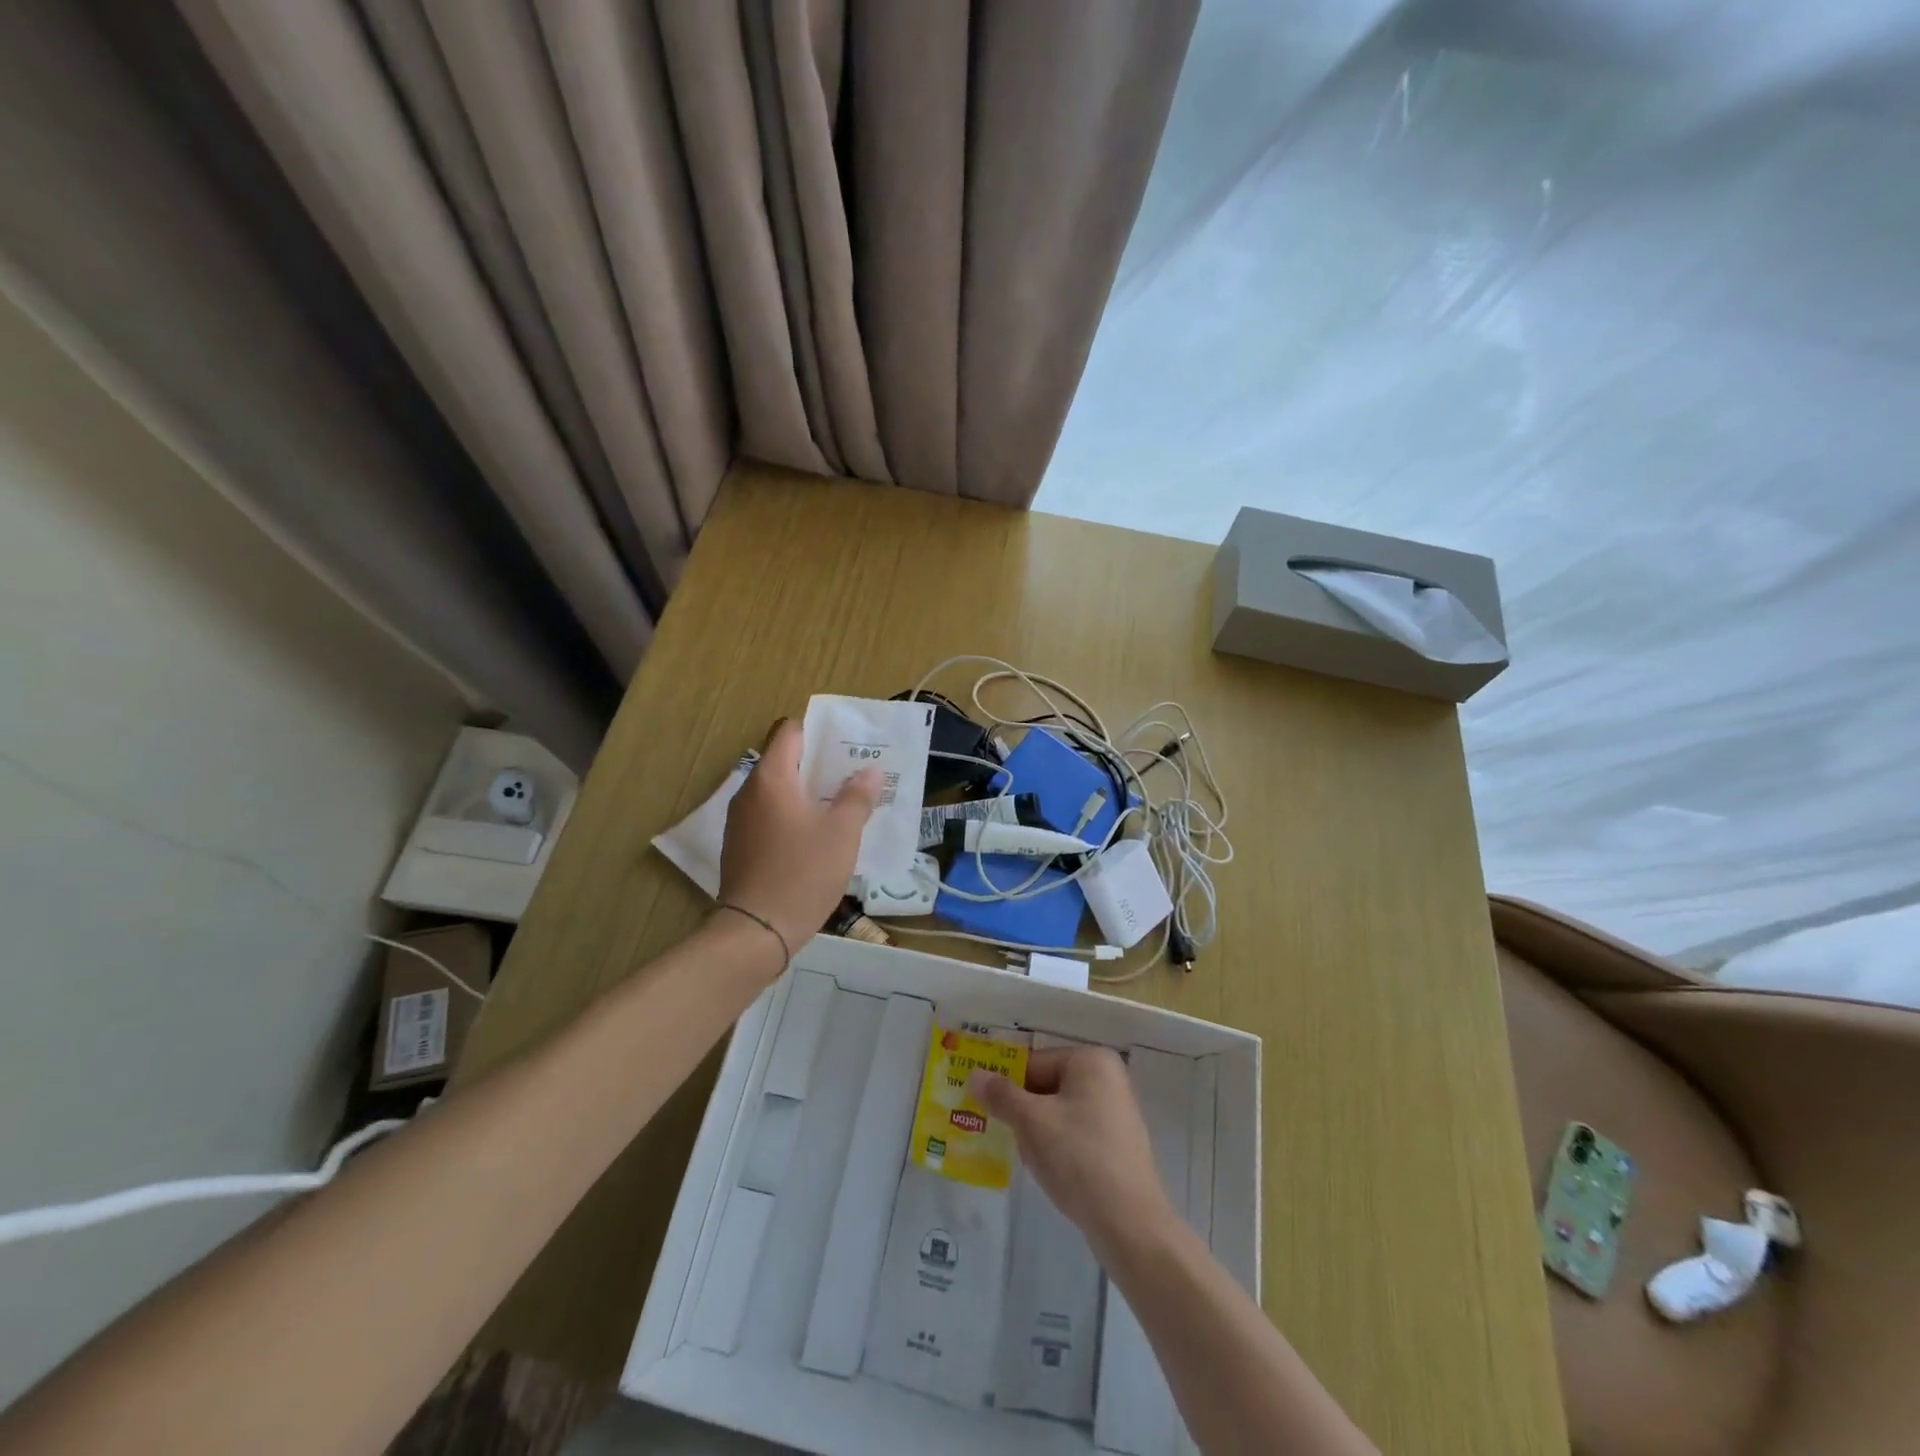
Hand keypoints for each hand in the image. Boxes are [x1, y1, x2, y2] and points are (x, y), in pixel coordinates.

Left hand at [718, 719, 880, 963]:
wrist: (756, 931)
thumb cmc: (802, 874)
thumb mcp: (841, 834)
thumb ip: (856, 797)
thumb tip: (870, 771)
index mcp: (771, 778)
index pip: (789, 732)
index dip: (818, 733)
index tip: (846, 746)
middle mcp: (749, 792)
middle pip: (783, 761)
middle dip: (819, 765)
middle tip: (853, 775)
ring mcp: (740, 821)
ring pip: (777, 792)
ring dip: (806, 793)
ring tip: (840, 806)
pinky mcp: (739, 847)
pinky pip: (769, 817)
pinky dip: (791, 817)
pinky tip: (816, 837)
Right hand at [971, 1046, 1174, 1252]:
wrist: (1130, 1224)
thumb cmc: (1079, 1158)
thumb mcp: (1031, 1123)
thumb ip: (1001, 1096)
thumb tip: (975, 1075)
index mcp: (1091, 1060)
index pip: (1034, 1063)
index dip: (1006, 1085)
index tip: (984, 1107)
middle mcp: (1108, 1078)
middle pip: (1047, 1086)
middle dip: (1022, 1111)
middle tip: (1002, 1134)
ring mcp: (1116, 1112)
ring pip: (1059, 1112)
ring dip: (1037, 1132)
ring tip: (1027, 1157)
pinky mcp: (1117, 1144)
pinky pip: (1075, 1133)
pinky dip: (1057, 1146)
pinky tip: (1049, 1171)